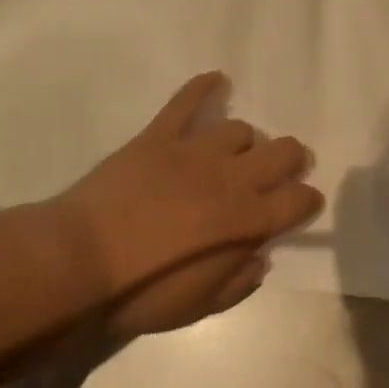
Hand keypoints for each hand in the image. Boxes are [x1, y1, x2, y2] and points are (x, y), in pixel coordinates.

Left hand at [58, 72, 323, 336]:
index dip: (308, 200)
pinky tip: (215, 80)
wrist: (80, 261)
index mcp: (247, 222)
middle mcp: (232, 178)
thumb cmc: (142, 294)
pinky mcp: (159, 136)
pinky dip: (203, 87)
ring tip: (233, 153)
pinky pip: (186, 101)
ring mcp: (195, 152)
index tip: (303, 204)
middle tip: (280, 172)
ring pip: (240, 129)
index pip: (299, 200)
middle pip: (283, 152)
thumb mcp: (199, 307)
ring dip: (244, 142)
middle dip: (291, 160)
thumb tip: (259, 258)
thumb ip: (238, 283)